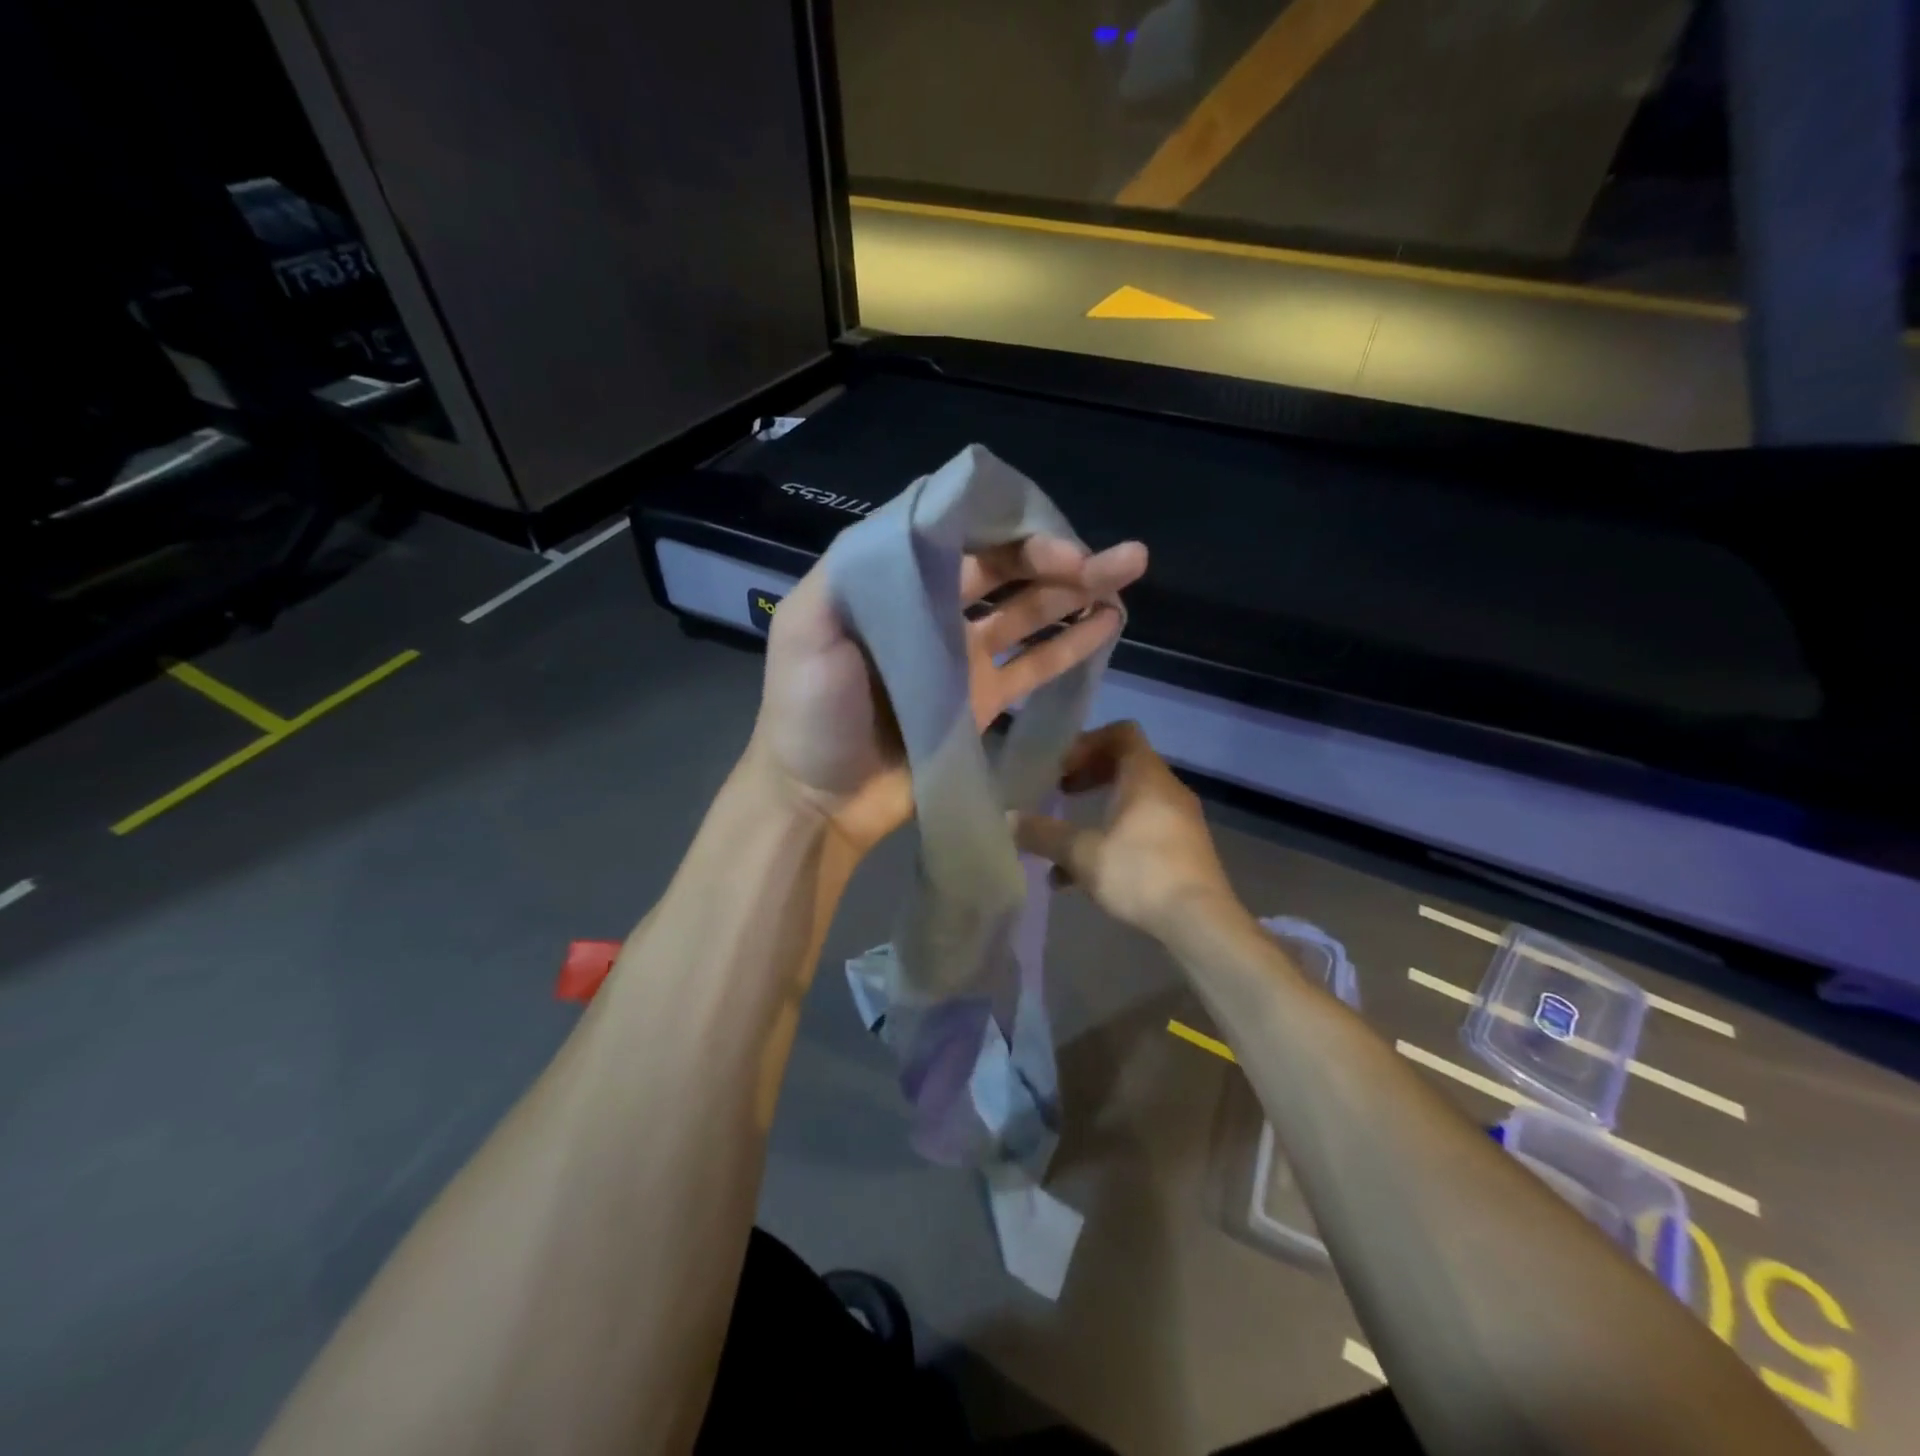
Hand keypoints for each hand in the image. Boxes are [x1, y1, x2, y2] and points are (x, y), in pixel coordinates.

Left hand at [749, 536, 1147, 855]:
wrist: (818, 798)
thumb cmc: (808, 710)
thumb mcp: (808, 626)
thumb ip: (857, 566)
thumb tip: (927, 515)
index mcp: (892, 583)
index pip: (959, 537)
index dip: (1009, 529)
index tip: (1054, 539)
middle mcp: (931, 610)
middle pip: (1003, 571)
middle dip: (1056, 557)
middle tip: (1112, 559)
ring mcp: (960, 658)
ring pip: (1027, 612)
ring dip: (1074, 591)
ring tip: (1126, 574)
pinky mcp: (981, 702)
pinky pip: (1032, 665)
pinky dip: (1070, 643)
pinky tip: (1108, 622)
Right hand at [1013, 721, 1239, 938]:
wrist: (1201, 922)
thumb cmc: (1140, 873)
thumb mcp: (1082, 854)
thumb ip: (1043, 834)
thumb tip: (1007, 819)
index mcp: (1146, 776)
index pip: (1121, 733)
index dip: (1088, 742)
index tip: (1062, 766)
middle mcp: (1167, 790)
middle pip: (1125, 766)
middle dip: (1088, 778)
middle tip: (1059, 793)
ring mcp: (1179, 821)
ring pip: (1131, 803)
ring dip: (1097, 814)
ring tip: (1064, 843)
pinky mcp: (1183, 851)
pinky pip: (1142, 830)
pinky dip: (1113, 840)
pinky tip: (1083, 878)